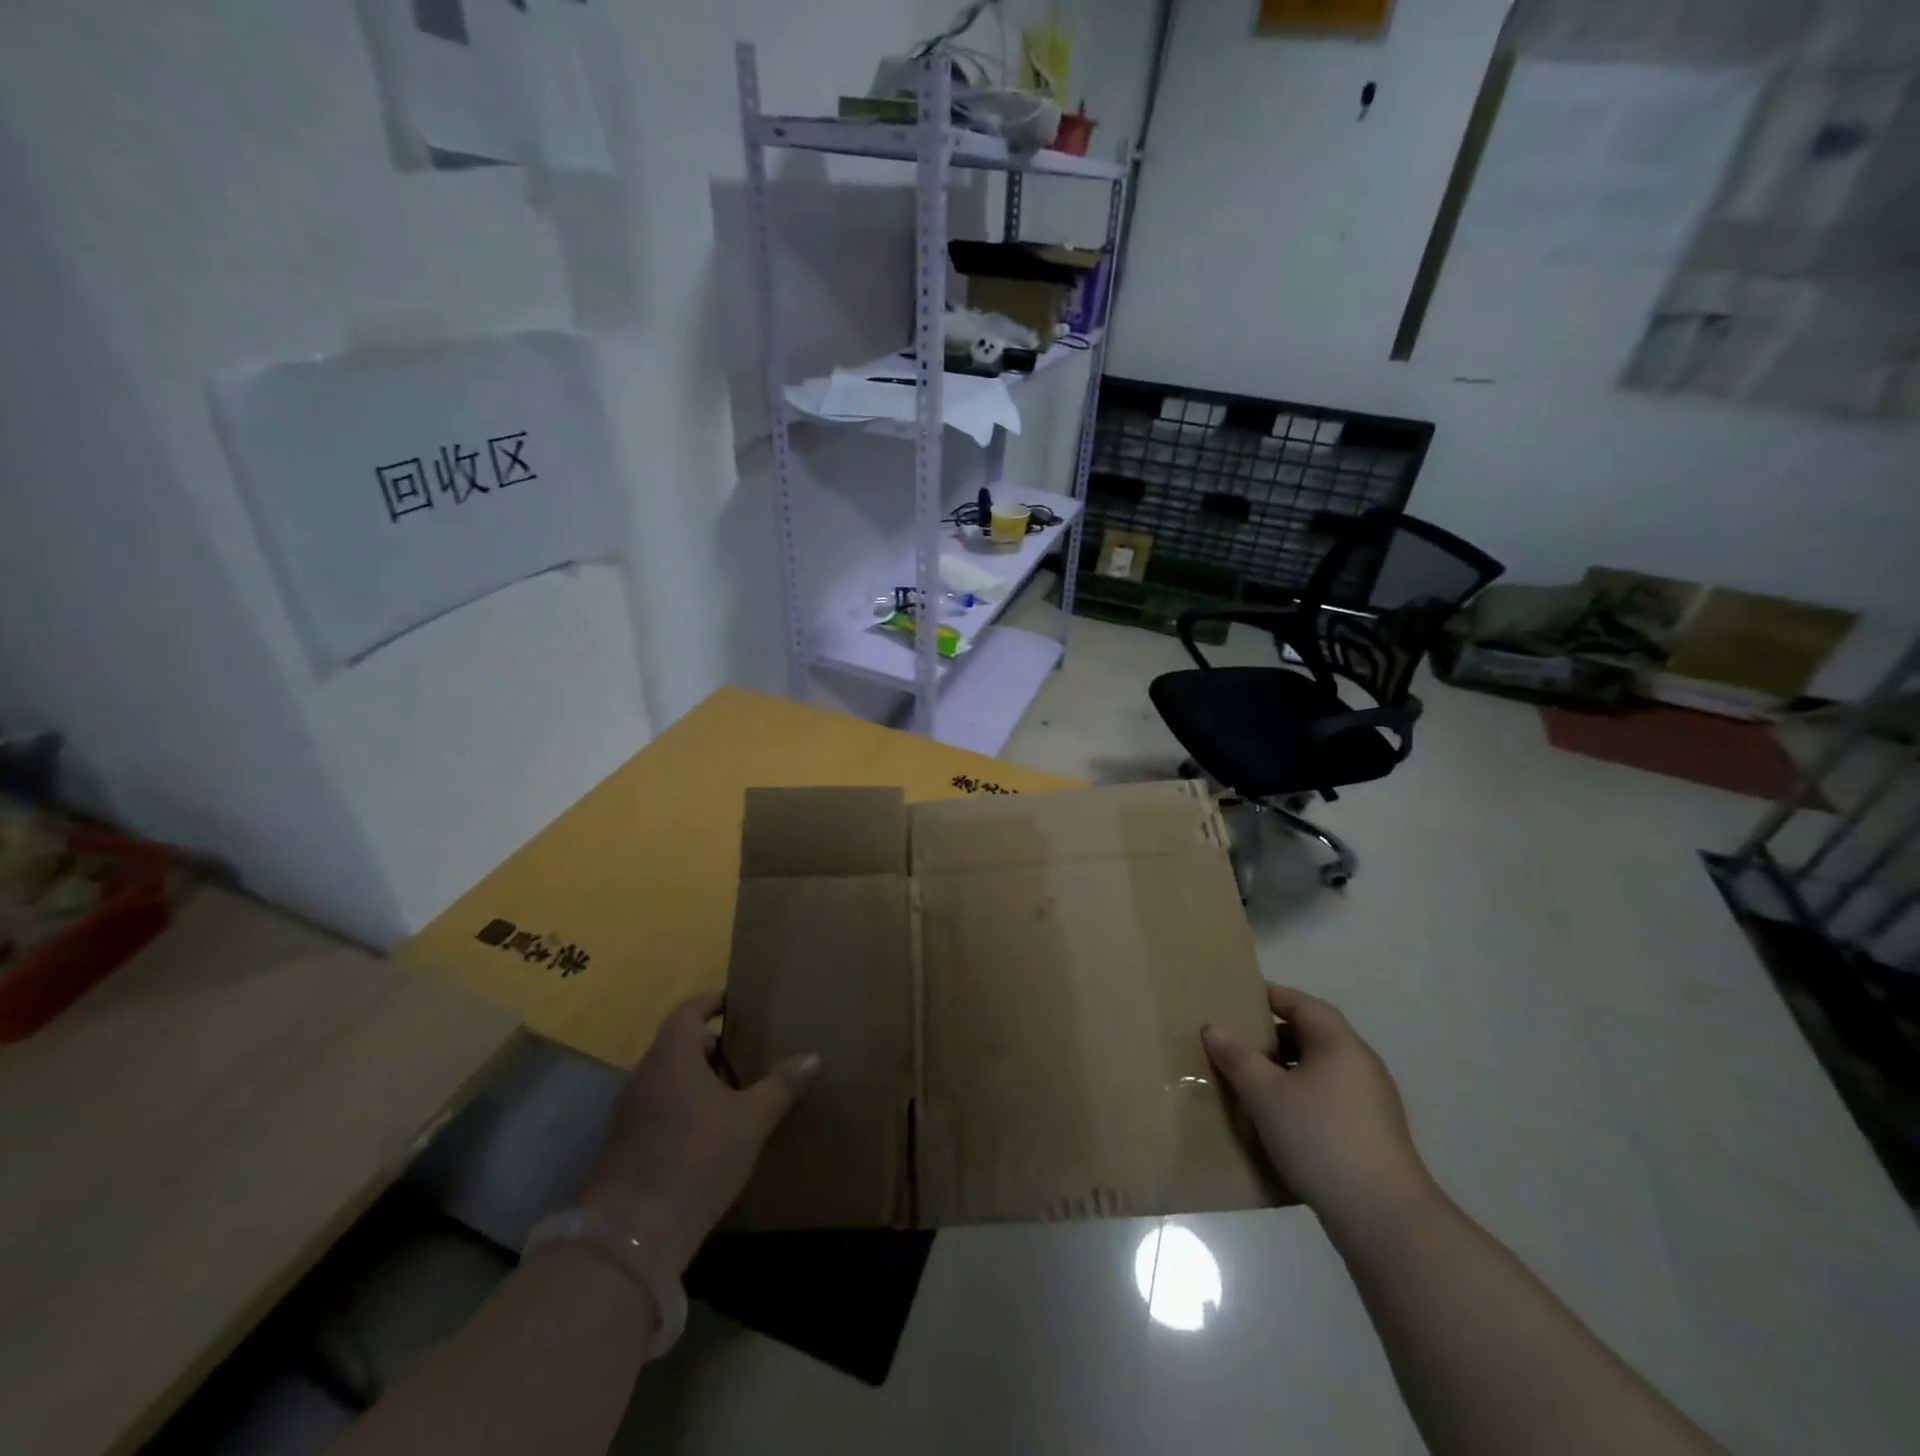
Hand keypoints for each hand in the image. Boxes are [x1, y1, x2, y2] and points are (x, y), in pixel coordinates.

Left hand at [577, 992, 817, 1275]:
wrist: (631, 1235)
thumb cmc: (697, 1158)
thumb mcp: (751, 1121)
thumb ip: (780, 1086)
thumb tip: (812, 1058)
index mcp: (672, 1055)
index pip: (688, 1011)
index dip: (711, 1002)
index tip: (734, 1002)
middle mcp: (645, 1074)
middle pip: (677, 1044)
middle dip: (710, 1045)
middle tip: (745, 1052)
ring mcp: (629, 1111)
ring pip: (667, 1077)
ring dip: (696, 1077)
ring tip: (733, 1092)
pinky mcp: (623, 1144)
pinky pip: (657, 1106)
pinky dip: (682, 1104)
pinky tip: (708, 1131)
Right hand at [1203, 984, 1431, 1221]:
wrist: (1383, 1217)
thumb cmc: (1320, 1138)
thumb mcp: (1266, 1095)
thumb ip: (1237, 1058)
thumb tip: (1213, 1028)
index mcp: (1339, 1044)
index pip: (1303, 1004)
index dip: (1271, 996)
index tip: (1239, 999)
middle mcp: (1361, 1065)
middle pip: (1313, 1035)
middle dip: (1274, 1037)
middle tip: (1238, 1045)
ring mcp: (1372, 1102)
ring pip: (1321, 1070)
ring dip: (1287, 1071)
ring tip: (1252, 1084)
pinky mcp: (1373, 1134)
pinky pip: (1330, 1098)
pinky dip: (1303, 1097)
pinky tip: (1280, 1121)